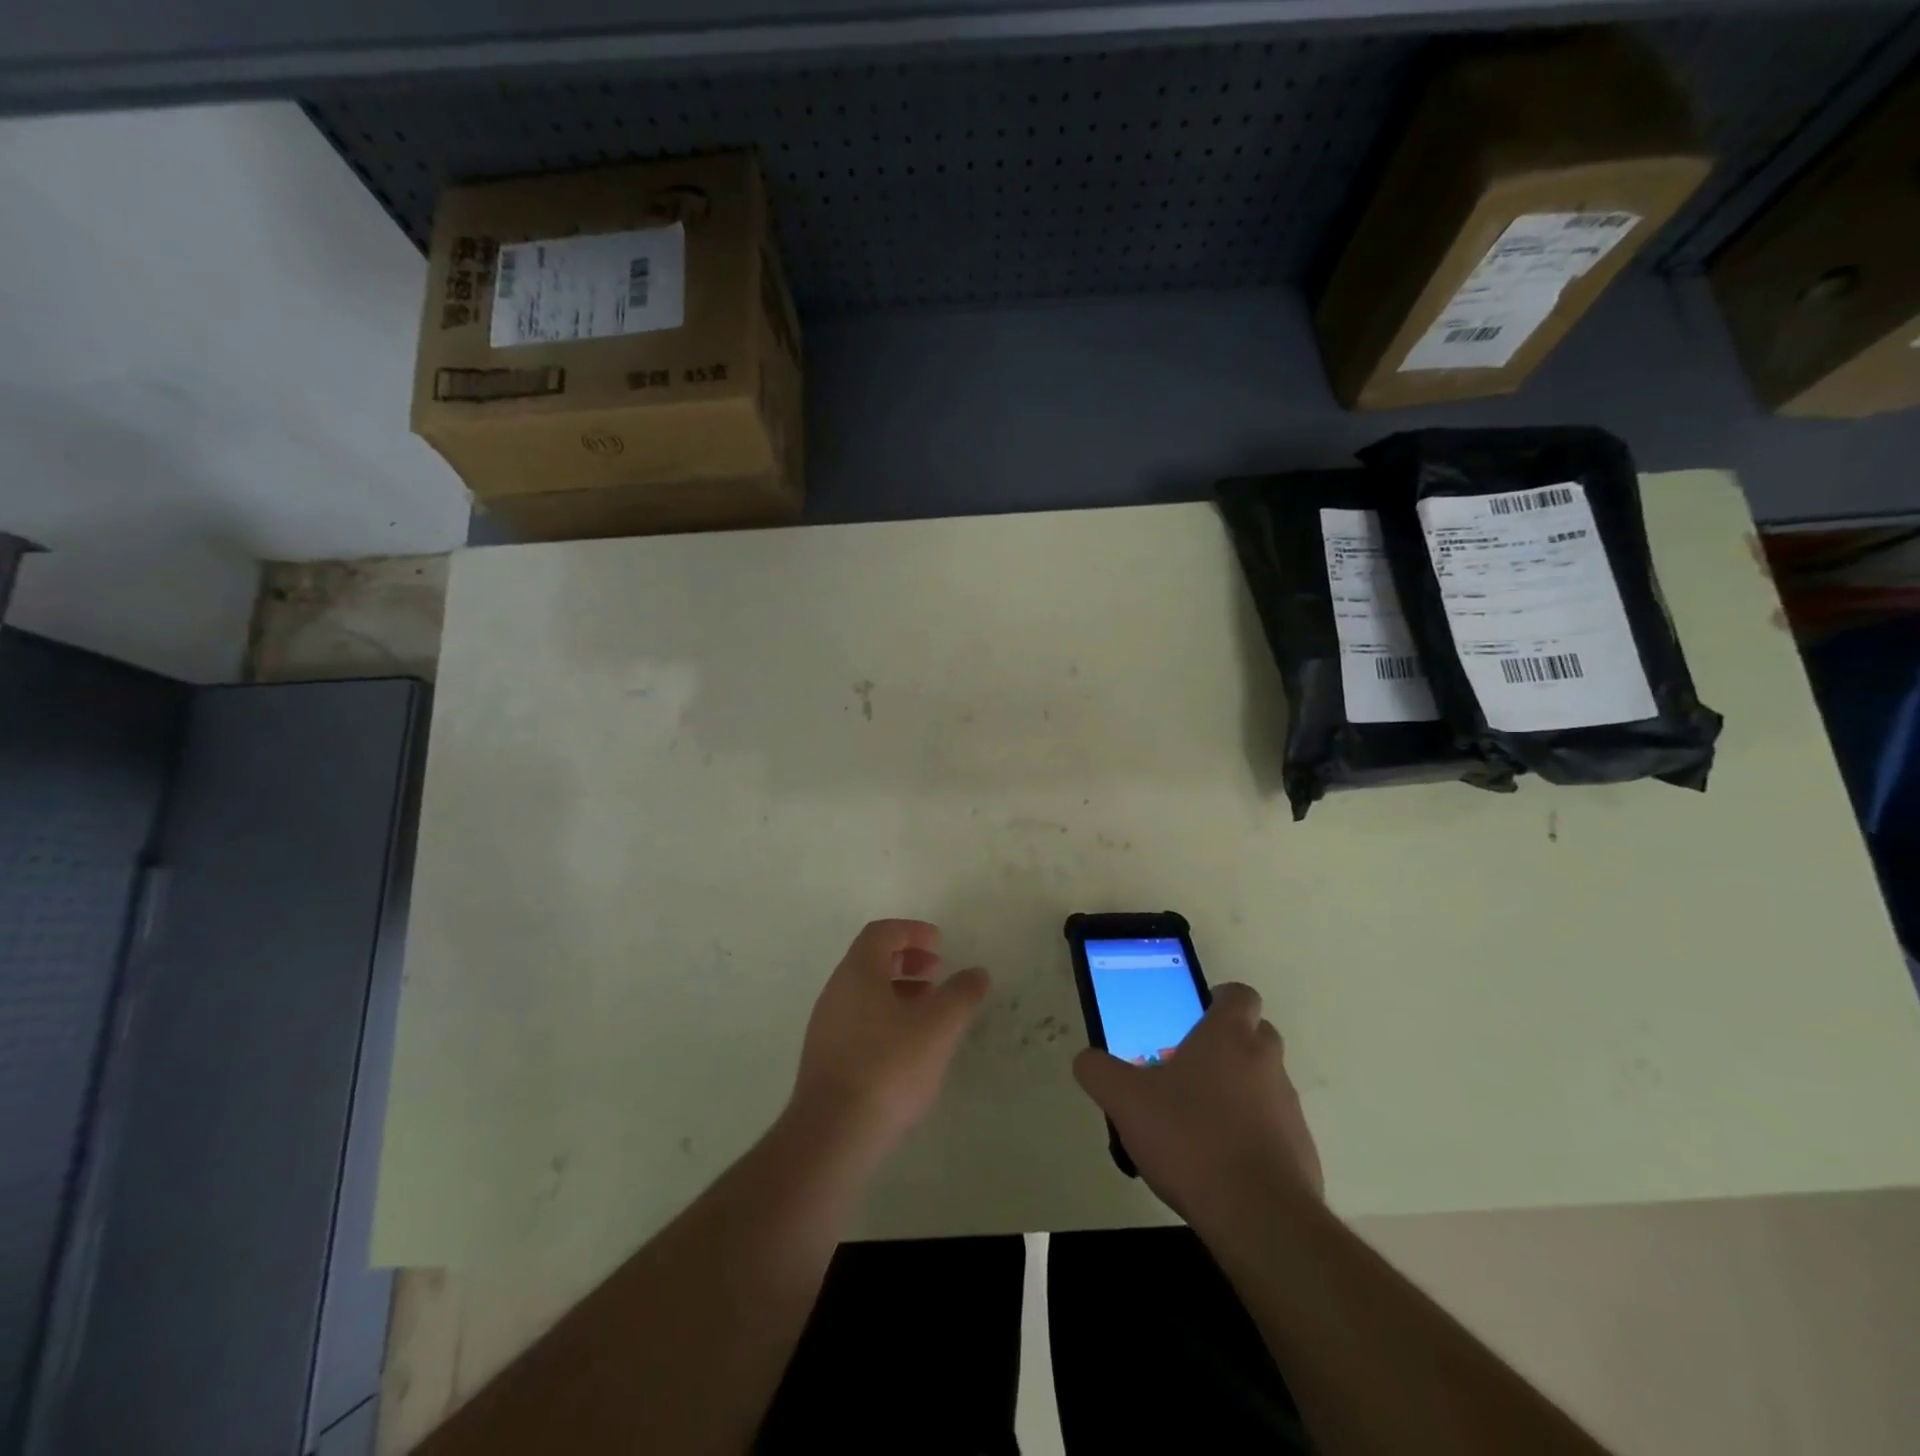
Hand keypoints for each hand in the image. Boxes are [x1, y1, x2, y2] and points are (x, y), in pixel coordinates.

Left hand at [791, 919, 990, 1156]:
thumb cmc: (888, 1067)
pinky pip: (859, 1020)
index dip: (912, 931)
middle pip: (871, 960)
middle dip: (907, 960)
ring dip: (899, 991)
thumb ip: (961, 995)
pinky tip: (909, 1047)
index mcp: (857, 972)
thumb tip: (977, 973)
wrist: (832, 1135)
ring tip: (930, 1011)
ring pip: (865, 992)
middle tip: (937, 972)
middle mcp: (837, 991)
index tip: (940, 944)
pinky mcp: (826, 1058)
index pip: (881, 933)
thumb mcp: (938, 1027)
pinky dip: (886, 1017)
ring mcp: (827, 1026)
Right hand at [1073, 983, 1321, 1225]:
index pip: (1239, 994)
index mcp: (1229, 1036)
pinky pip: (1274, 1128)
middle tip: (1189, 1068)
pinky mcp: (1301, 1151)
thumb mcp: (1126, 1101)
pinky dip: (1252, 1135)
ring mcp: (1289, 1107)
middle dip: (1228, 1045)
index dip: (1219, 1000)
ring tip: (1198, 1122)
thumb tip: (1086, 1060)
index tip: (1195, 1017)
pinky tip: (1219, 1163)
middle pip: (1256, 1035)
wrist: (1258, 1217)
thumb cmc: (1190, 1139)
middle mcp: (1265, 1062)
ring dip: (1239, 1091)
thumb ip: (1100, 1072)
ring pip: (1264, 1082)